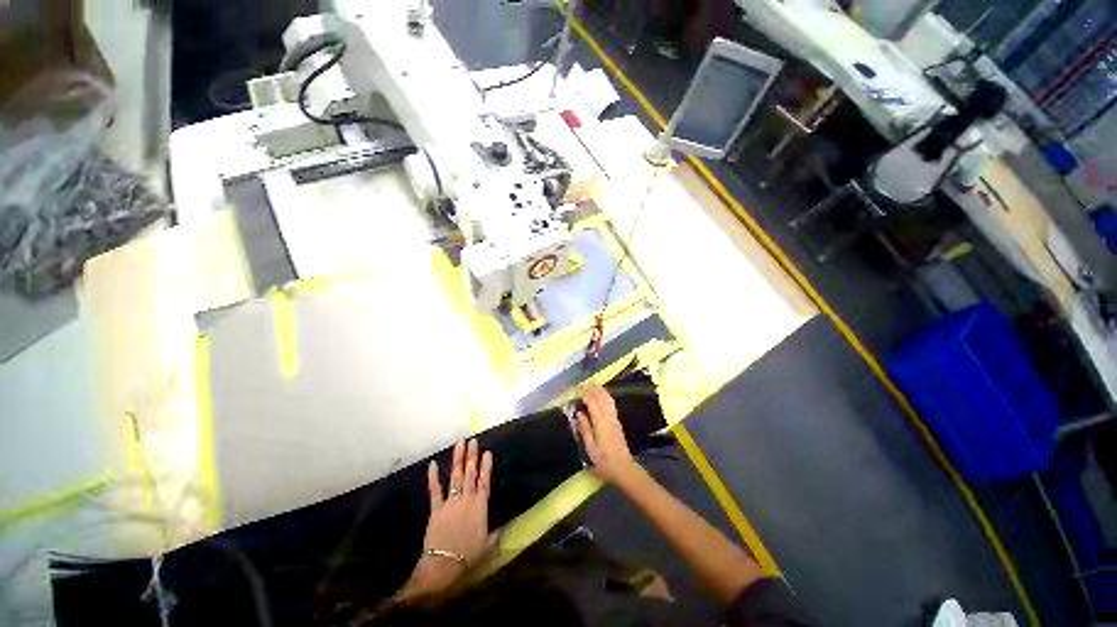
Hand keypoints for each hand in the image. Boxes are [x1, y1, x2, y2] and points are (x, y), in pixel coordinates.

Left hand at [398, 440, 494, 601]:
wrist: (444, 565)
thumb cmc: (469, 555)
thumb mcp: (489, 544)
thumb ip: (496, 532)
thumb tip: (505, 526)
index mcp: (480, 505)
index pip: (484, 480)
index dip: (486, 465)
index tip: (487, 451)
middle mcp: (467, 499)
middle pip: (470, 473)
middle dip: (472, 456)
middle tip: (473, 441)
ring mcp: (451, 502)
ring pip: (456, 476)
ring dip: (458, 459)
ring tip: (460, 444)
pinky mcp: (436, 508)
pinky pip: (435, 490)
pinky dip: (433, 477)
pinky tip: (432, 464)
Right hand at [575, 385, 639, 484]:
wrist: (623, 468)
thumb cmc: (604, 460)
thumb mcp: (590, 447)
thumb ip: (585, 428)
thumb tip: (579, 413)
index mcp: (601, 422)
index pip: (592, 400)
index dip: (583, 392)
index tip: (575, 389)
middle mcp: (609, 416)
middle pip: (601, 395)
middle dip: (591, 388)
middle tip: (580, 386)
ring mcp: (614, 417)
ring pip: (607, 397)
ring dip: (598, 390)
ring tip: (589, 386)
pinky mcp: (617, 420)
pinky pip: (610, 402)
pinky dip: (604, 395)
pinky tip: (599, 396)